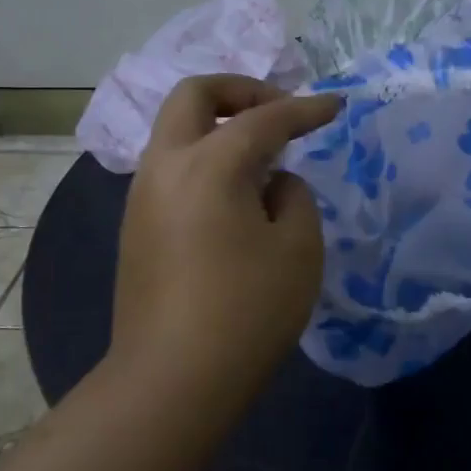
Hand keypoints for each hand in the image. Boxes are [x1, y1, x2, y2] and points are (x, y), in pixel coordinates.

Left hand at [110, 75, 339, 398]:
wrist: (171, 380)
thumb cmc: (246, 311)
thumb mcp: (298, 249)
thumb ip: (294, 197)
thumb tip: (272, 184)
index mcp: (209, 164)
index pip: (265, 118)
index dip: (306, 109)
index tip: (335, 106)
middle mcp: (166, 166)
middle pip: (193, 95)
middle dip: (240, 90)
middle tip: (278, 112)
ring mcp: (142, 196)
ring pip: (176, 131)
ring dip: (219, 126)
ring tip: (262, 159)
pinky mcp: (135, 227)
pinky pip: (171, 168)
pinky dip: (204, 159)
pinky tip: (234, 196)